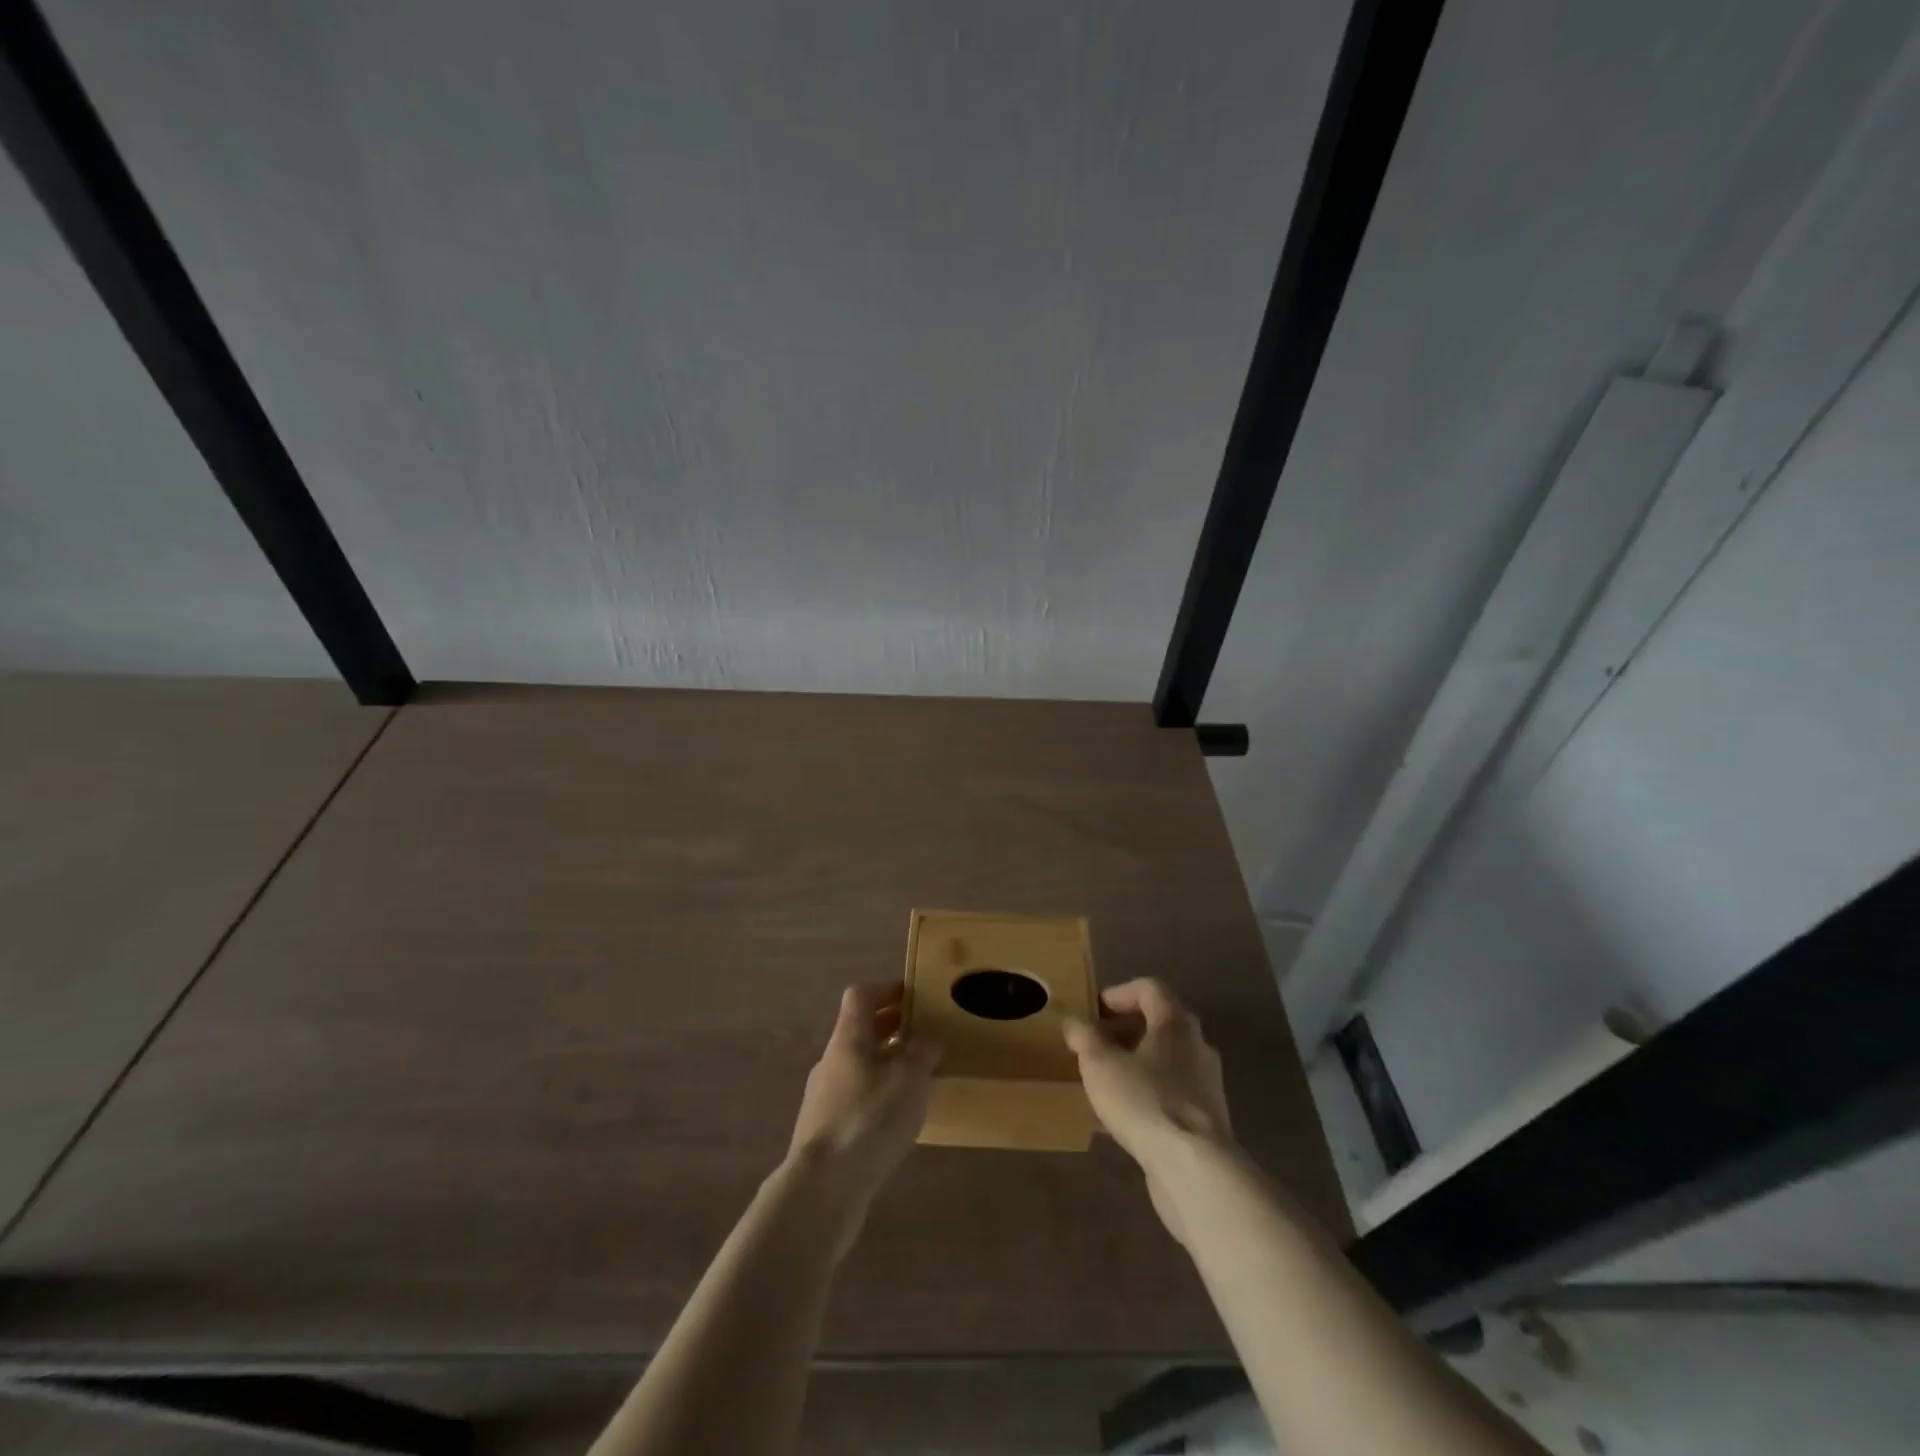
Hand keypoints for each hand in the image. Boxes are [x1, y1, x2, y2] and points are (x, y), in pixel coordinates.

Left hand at [788, 982, 937, 1222]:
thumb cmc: (868, 1120)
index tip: (915, 996)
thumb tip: (928, 1037)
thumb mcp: (909, 1080)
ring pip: (860, 1066)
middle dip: (893, 1028)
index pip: (861, 995)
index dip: (887, 988)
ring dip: (888, 1064)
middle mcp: (832, 1061)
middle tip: (926, 1034)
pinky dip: (879, 1096)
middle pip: (861, 1030)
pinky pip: (857, 1098)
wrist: (822, 1190)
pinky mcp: (826, 1132)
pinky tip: (900, 1118)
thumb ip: (922, 1053)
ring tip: (920, 1078)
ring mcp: (824, 1097)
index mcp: (848, 1038)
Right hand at [1064, 980, 1232, 1242]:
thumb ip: (1084, 1038)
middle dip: (1122, 1032)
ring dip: (1132, 1066)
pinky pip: (1168, 1096)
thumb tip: (1074, 1023)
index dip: (1119, 993)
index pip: (1150, 989)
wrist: (1195, 1169)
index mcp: (1175, 1022)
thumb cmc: (1145, 1100)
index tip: (1093, 1010)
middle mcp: (1196, 1046)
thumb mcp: (1100, 1064)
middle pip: (1158, 1025)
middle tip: (1093, 1045)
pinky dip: (1143, 1096)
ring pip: (1163, 1063)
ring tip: (1101, 1082)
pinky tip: (1117, 1120)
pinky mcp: (1205, 1121)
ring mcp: (1205, 1085)